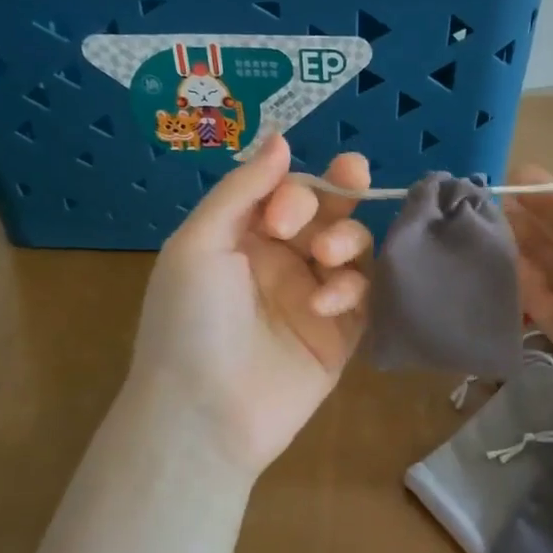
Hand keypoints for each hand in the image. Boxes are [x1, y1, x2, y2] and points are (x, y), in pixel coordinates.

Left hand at [126, 136, 373, 477]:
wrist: (202, 412)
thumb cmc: (189, 321)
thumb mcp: (199, 243)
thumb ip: (243, 190)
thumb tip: (281, 139)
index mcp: (243, 238)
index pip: (287, 193)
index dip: (295, 192)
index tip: (282, 217)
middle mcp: (282, 262)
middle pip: (328, 212)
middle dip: (340, 193)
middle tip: (351, 180)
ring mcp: (313, 298)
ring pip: (353, 249)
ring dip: (347, 240)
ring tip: (327, 258)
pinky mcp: (340, 335)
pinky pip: (364, 296)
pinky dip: (352, 289)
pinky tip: (327, 302)